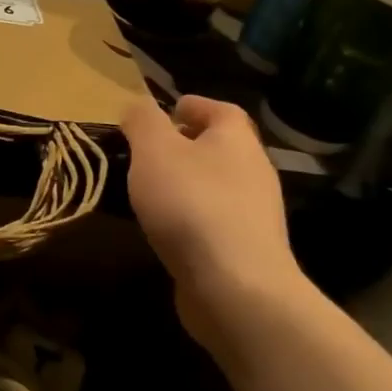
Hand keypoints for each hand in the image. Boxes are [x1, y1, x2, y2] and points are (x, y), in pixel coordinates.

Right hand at [121, 95, 310, 345]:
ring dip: (187, 182)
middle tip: (148, 150)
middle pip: (221, 148)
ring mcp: (254, 214)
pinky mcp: (245, 250)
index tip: (168, 109)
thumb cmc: (191, 204)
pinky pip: (214, 220)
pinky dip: (191, 216)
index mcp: (236, 140)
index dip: (195, 106)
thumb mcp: (154, 151)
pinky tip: (165, 228)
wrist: (234, 286)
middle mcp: (253, 171)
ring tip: (149, 190)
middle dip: (188, 145)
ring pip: (217, 185)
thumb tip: (137, 105)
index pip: (221, 110)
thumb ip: (142, 121)